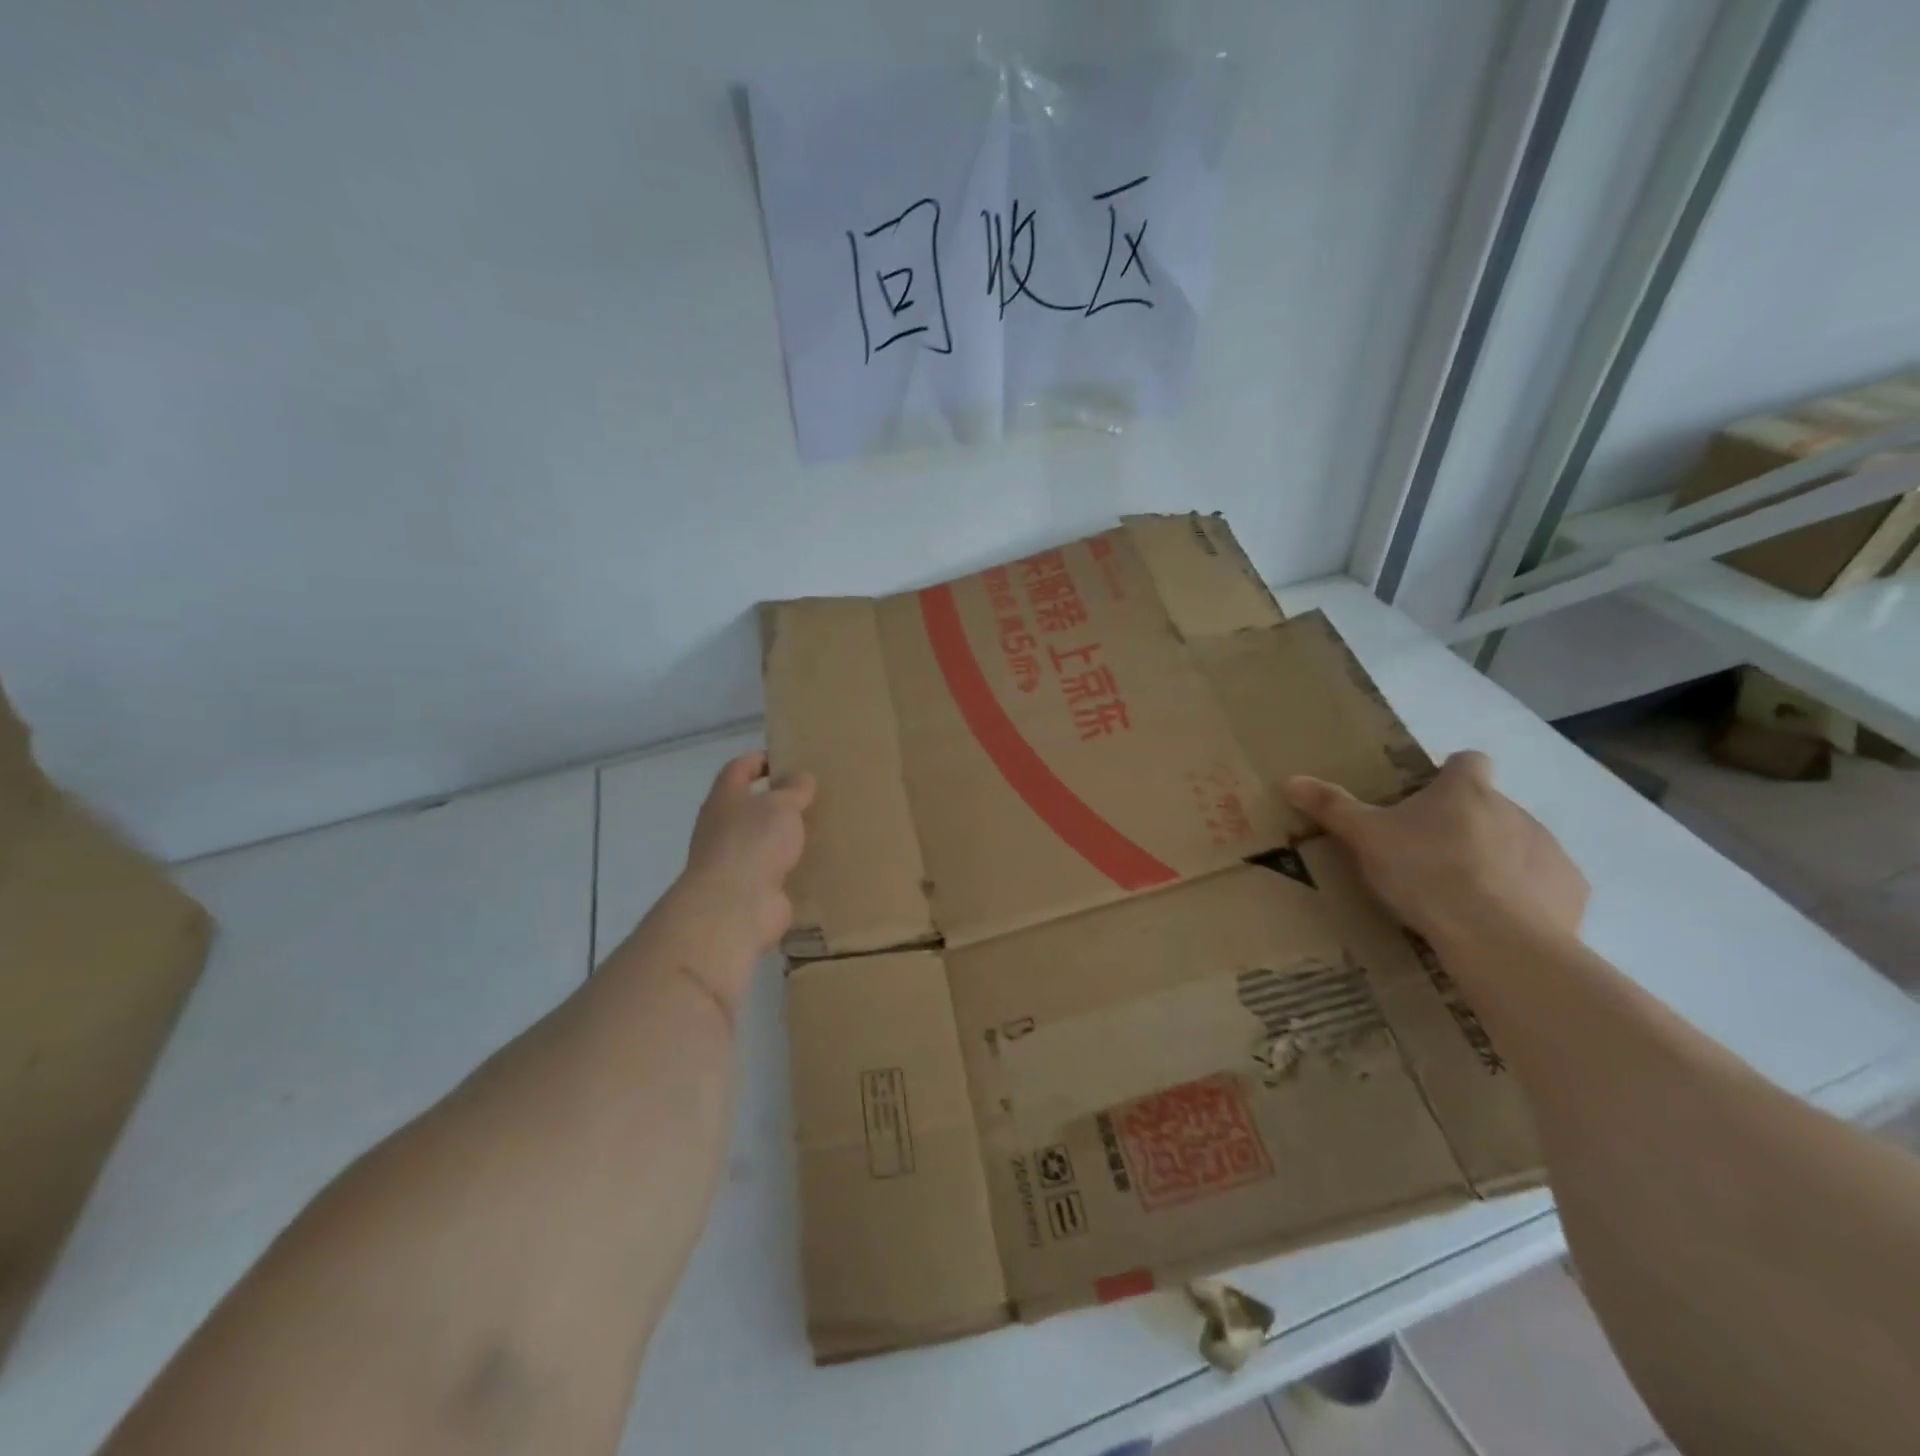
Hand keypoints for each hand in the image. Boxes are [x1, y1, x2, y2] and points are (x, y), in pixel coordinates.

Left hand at [681, 752, 815, 955]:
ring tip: (819, 828)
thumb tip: (800, 777)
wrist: (735, 906)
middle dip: (776, 801)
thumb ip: (793, 789)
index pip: (738, 769)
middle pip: (749, 806)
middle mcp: (723, 828)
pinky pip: (774, 871)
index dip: (759, 760)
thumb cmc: (753, 842)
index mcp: (725, 799)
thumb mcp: (780, 805)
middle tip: (812, 796)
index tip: (786, 759)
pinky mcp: (751, 889)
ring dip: (784, 836)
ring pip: (762, 840)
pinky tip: (817, 862)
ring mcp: (735, 861)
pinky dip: (791, 866)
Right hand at [1284, 750, 1586, 952]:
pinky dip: (1524, 896)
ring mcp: (1548, 849)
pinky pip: (1544, 884)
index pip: (1468, 761)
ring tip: (1462, 895)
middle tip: (1429, 858)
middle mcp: (1514, 809)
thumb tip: (1290, 779)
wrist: (1497, 938)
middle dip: (1465, 825)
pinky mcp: (1570, 890)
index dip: (1451, 773)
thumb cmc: (1425, 873)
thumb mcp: (1365, 838)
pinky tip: (1498, 920)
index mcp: (1466, 791)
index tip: (1430, 798)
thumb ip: (1332, 807)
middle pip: (1489, 806)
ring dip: (1495, 860)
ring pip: (1518, 844)